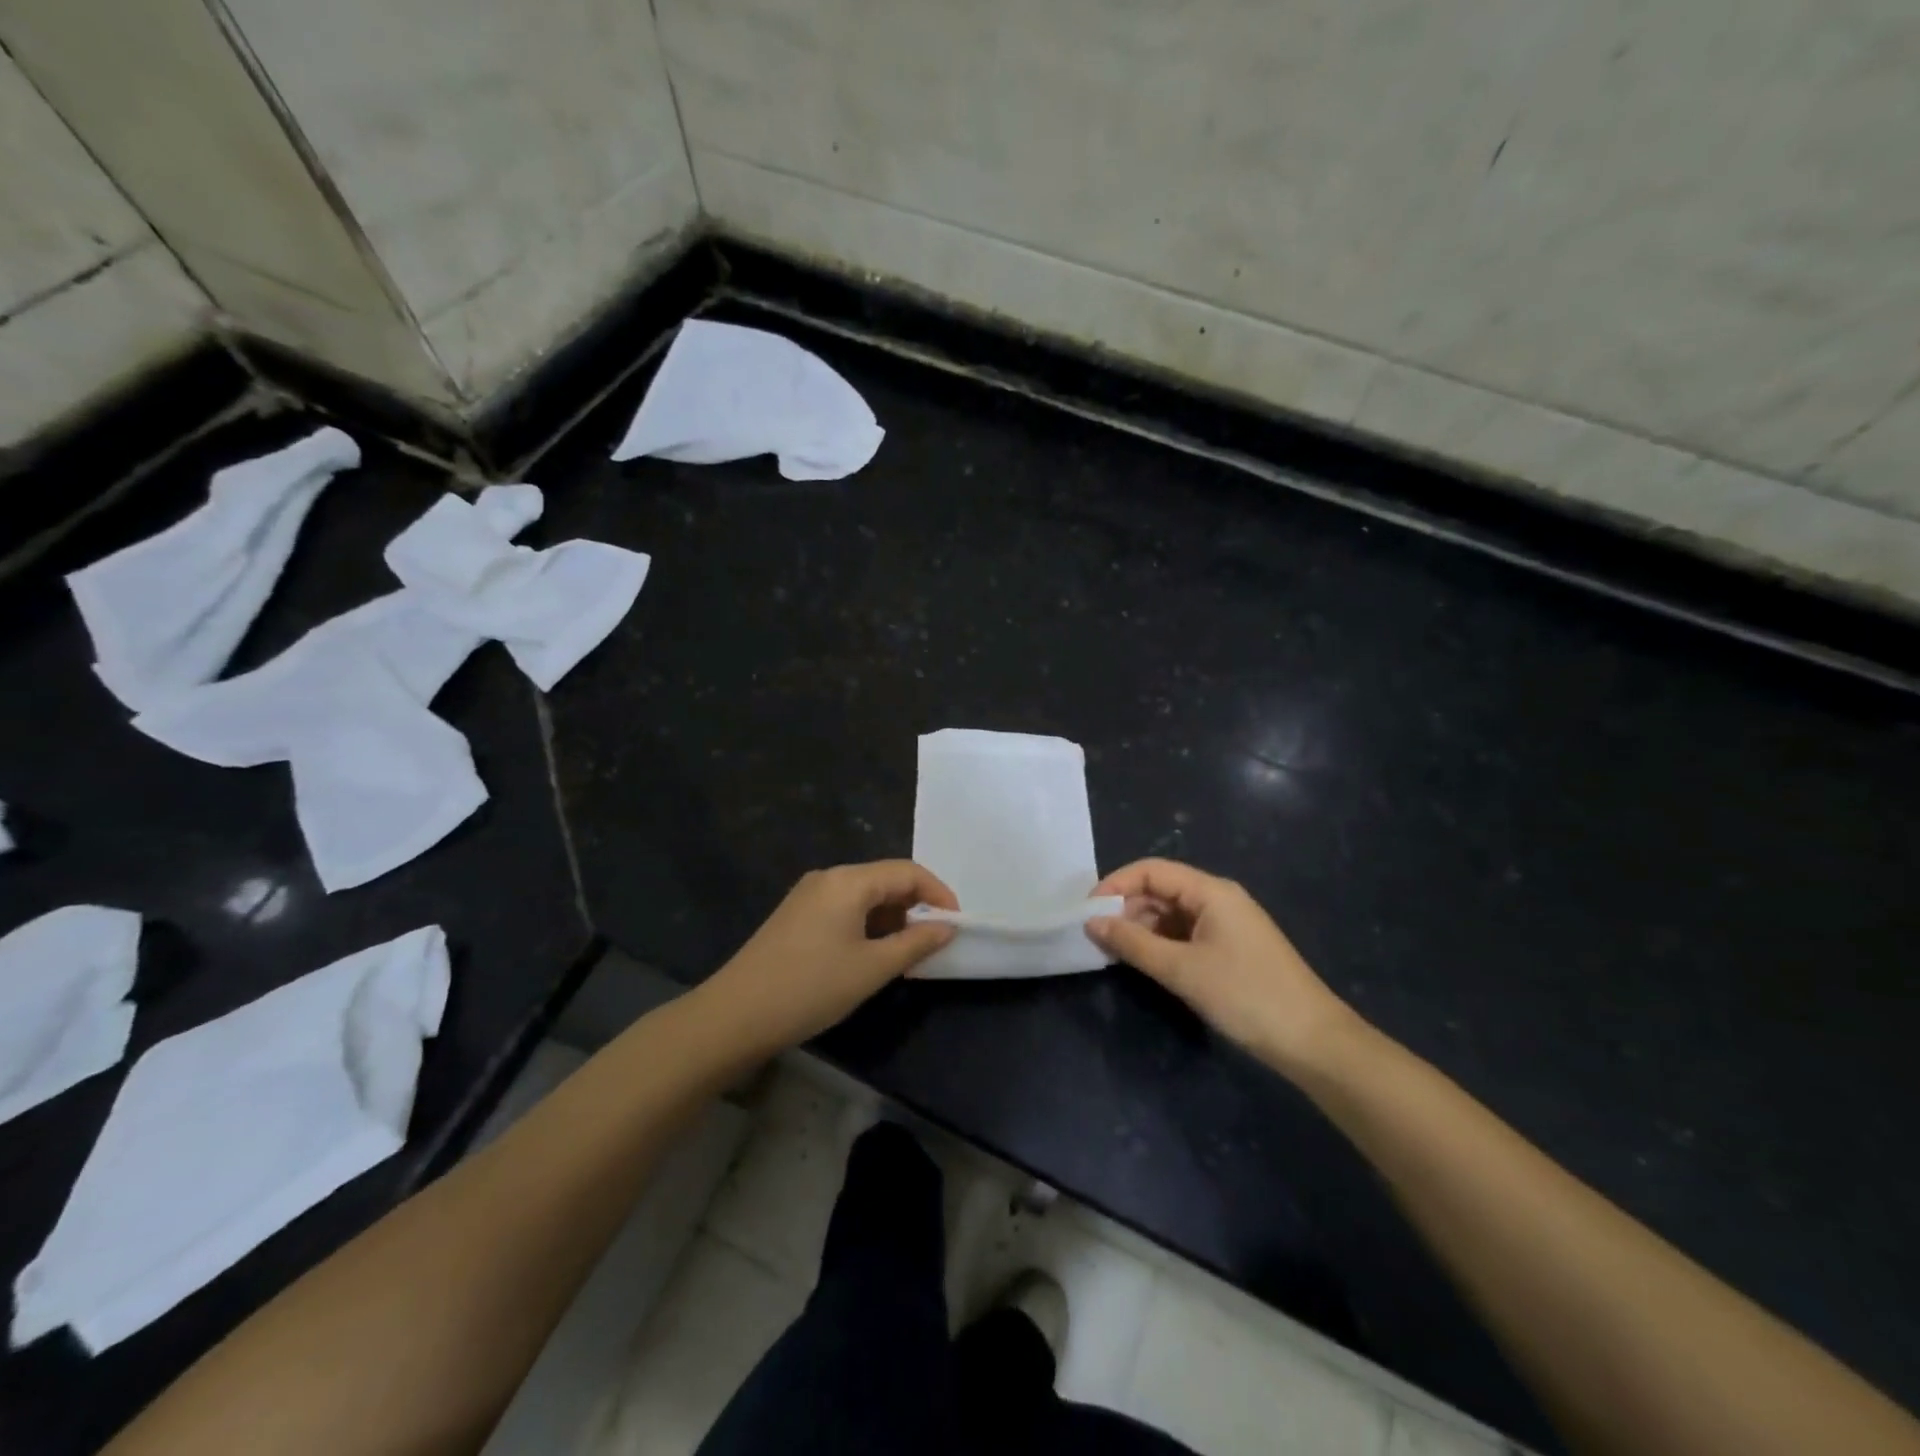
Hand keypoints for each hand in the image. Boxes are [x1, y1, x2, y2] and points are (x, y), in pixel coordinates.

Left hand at [700, 860, 958, 1051]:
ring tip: (904, 956)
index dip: (938, 893)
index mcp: (848, 881)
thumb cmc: (810, 988)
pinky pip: (843, 909)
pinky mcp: (795, 917)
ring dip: (890, 920)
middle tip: (932, 945)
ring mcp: (807, 896)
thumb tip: (947, 927)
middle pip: (884, 880)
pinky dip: (866, 927)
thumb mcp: (871, 969)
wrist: (734, 1016)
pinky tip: (870, 957)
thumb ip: (915, 944)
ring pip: (864, 897)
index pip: (907, 871)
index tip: (956, 925)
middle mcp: (827, 878)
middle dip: (914, 908)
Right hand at [1087, 858, 1359, 1076]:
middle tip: (1095, 936)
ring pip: (1171, 914)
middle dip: (1126, 908)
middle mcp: (1218, 899)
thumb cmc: (1245, 995)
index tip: (1087, 911)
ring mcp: (1226, 924)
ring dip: (1141, 928)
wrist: (1312, 1041)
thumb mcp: (1182, 969)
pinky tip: (1143, 962)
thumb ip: (1133, 943)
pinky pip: (1185, 934)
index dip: (1116, 885)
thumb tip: (1091, 922)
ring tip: (1112, 952)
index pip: (1152, 871)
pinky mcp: (1229, 949)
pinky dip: (1160, 943)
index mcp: (1211, 891)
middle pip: (1161, 890)